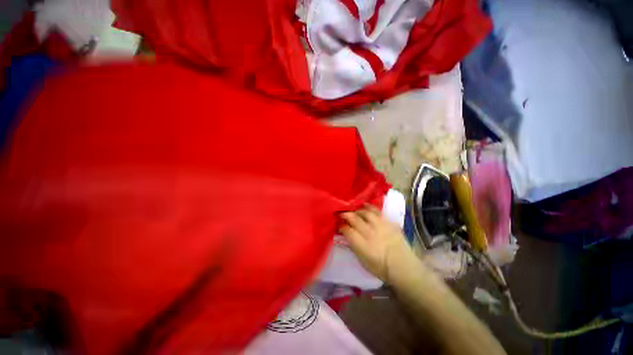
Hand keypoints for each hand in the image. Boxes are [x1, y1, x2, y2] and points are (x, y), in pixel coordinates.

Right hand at [339, 205, 410, 282]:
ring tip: (353, 209)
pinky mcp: (389, 223)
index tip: (338, 224)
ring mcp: (381, 226)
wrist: (403, 266)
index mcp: (362, 245)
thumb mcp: (362, 261)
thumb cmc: (381, 268)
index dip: (341, 226)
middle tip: (341, 213)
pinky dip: (370, 208)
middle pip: (354, 219)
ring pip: (365, 212)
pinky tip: (365, 206)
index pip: (347, 230)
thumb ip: (353, 245)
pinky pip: (377, 212)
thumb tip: (347, 234)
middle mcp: (370, 233)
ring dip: (357, 210)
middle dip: (345, 214)